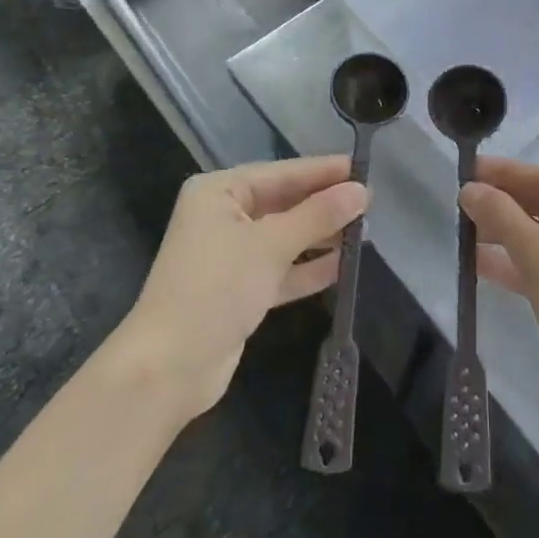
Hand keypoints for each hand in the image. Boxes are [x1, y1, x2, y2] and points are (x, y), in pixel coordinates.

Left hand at [124, 157, 368, 421]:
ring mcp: (230, 255)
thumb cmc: (215, 289)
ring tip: (364, 233)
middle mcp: (223, 216)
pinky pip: (280, 269)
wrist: (167, 369)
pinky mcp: (239, 290)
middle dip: (324, 205)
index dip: (323, 171)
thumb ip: (318, 216)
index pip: (282, 173)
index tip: (363, 168)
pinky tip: (342, 266)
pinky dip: (307, 267)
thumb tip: (362, 191)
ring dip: (321, 237)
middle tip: (371, 203)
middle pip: (284, 203)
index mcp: (219, 192)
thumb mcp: (270, 245)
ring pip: (285, 237)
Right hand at [459, 159, 538, 429]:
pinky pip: (538, 266)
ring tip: (462, 228)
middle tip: (458, 200)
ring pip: (537, 236)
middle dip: (501, 202)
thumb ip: (503, 217)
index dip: (504, 172)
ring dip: (502, 232)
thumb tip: (468, 188)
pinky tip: (477, 263)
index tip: (465, 169)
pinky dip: (510, 263)